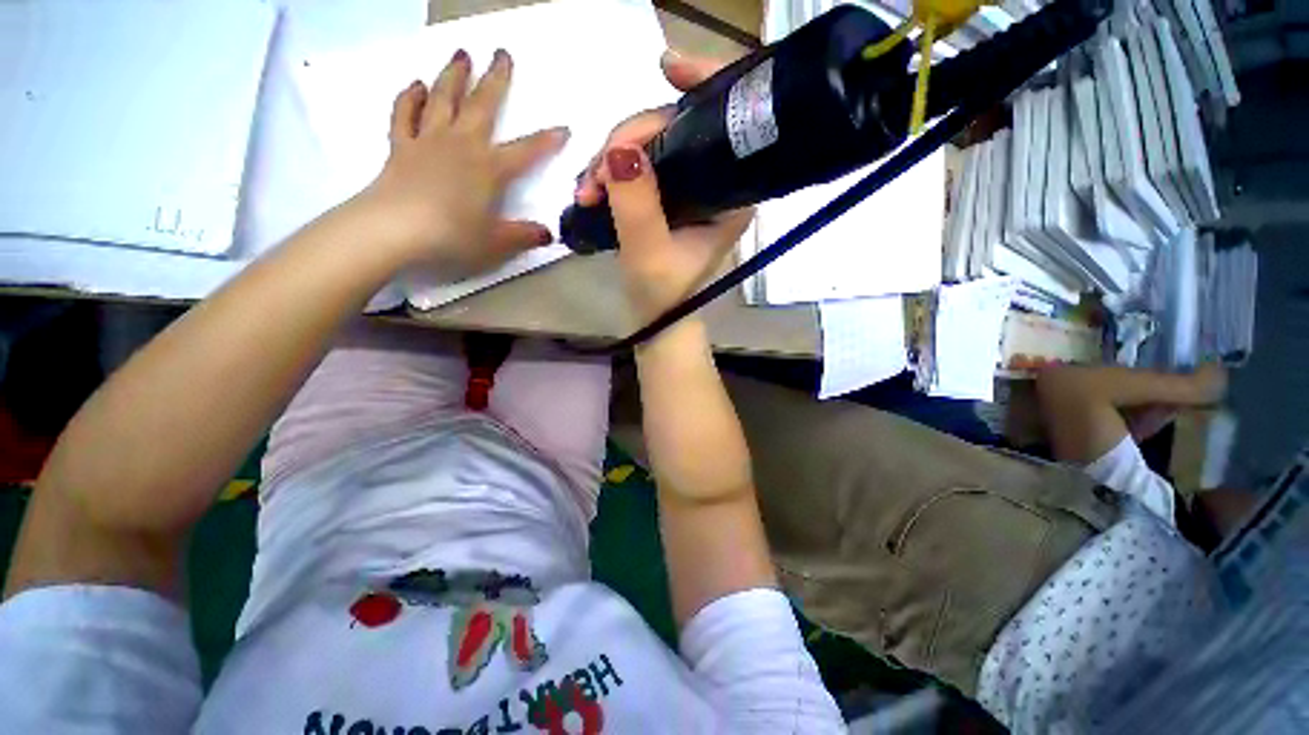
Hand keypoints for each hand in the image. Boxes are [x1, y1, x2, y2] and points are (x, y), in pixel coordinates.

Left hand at [358, 49, 568, 272]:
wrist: (394, 229)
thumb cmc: (452, 237)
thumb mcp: (496, 243)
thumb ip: (523, 236)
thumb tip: (548, 234)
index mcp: (490, 169)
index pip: (526, 151)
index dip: (547, 141)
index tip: (564, 128)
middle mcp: (462, 145)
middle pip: (481, 105)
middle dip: (495, 79)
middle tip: (502, 53)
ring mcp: (429, 141)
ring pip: (443, 99)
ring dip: (453, 76)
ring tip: (461, 55)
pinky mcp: (401, 146)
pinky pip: (405, 114)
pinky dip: (410, 98)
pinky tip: (417, 86)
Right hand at [580, 51, 752, 321]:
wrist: (657, 318)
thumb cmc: (663, 296)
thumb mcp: (648, 254)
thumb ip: (637, 206)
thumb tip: (619, 151)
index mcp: (732, 195)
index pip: (723, 124)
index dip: (700, 86)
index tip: (664, 69)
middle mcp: (717, 184)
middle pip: (677, 129)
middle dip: (629, 140)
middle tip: (595, 173)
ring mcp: (691, 189)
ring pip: (653, 145)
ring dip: (613, 157)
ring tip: (586, 188)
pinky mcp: (669, 197)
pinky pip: (641, 164)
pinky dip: (613, 170)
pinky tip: (593, 185)